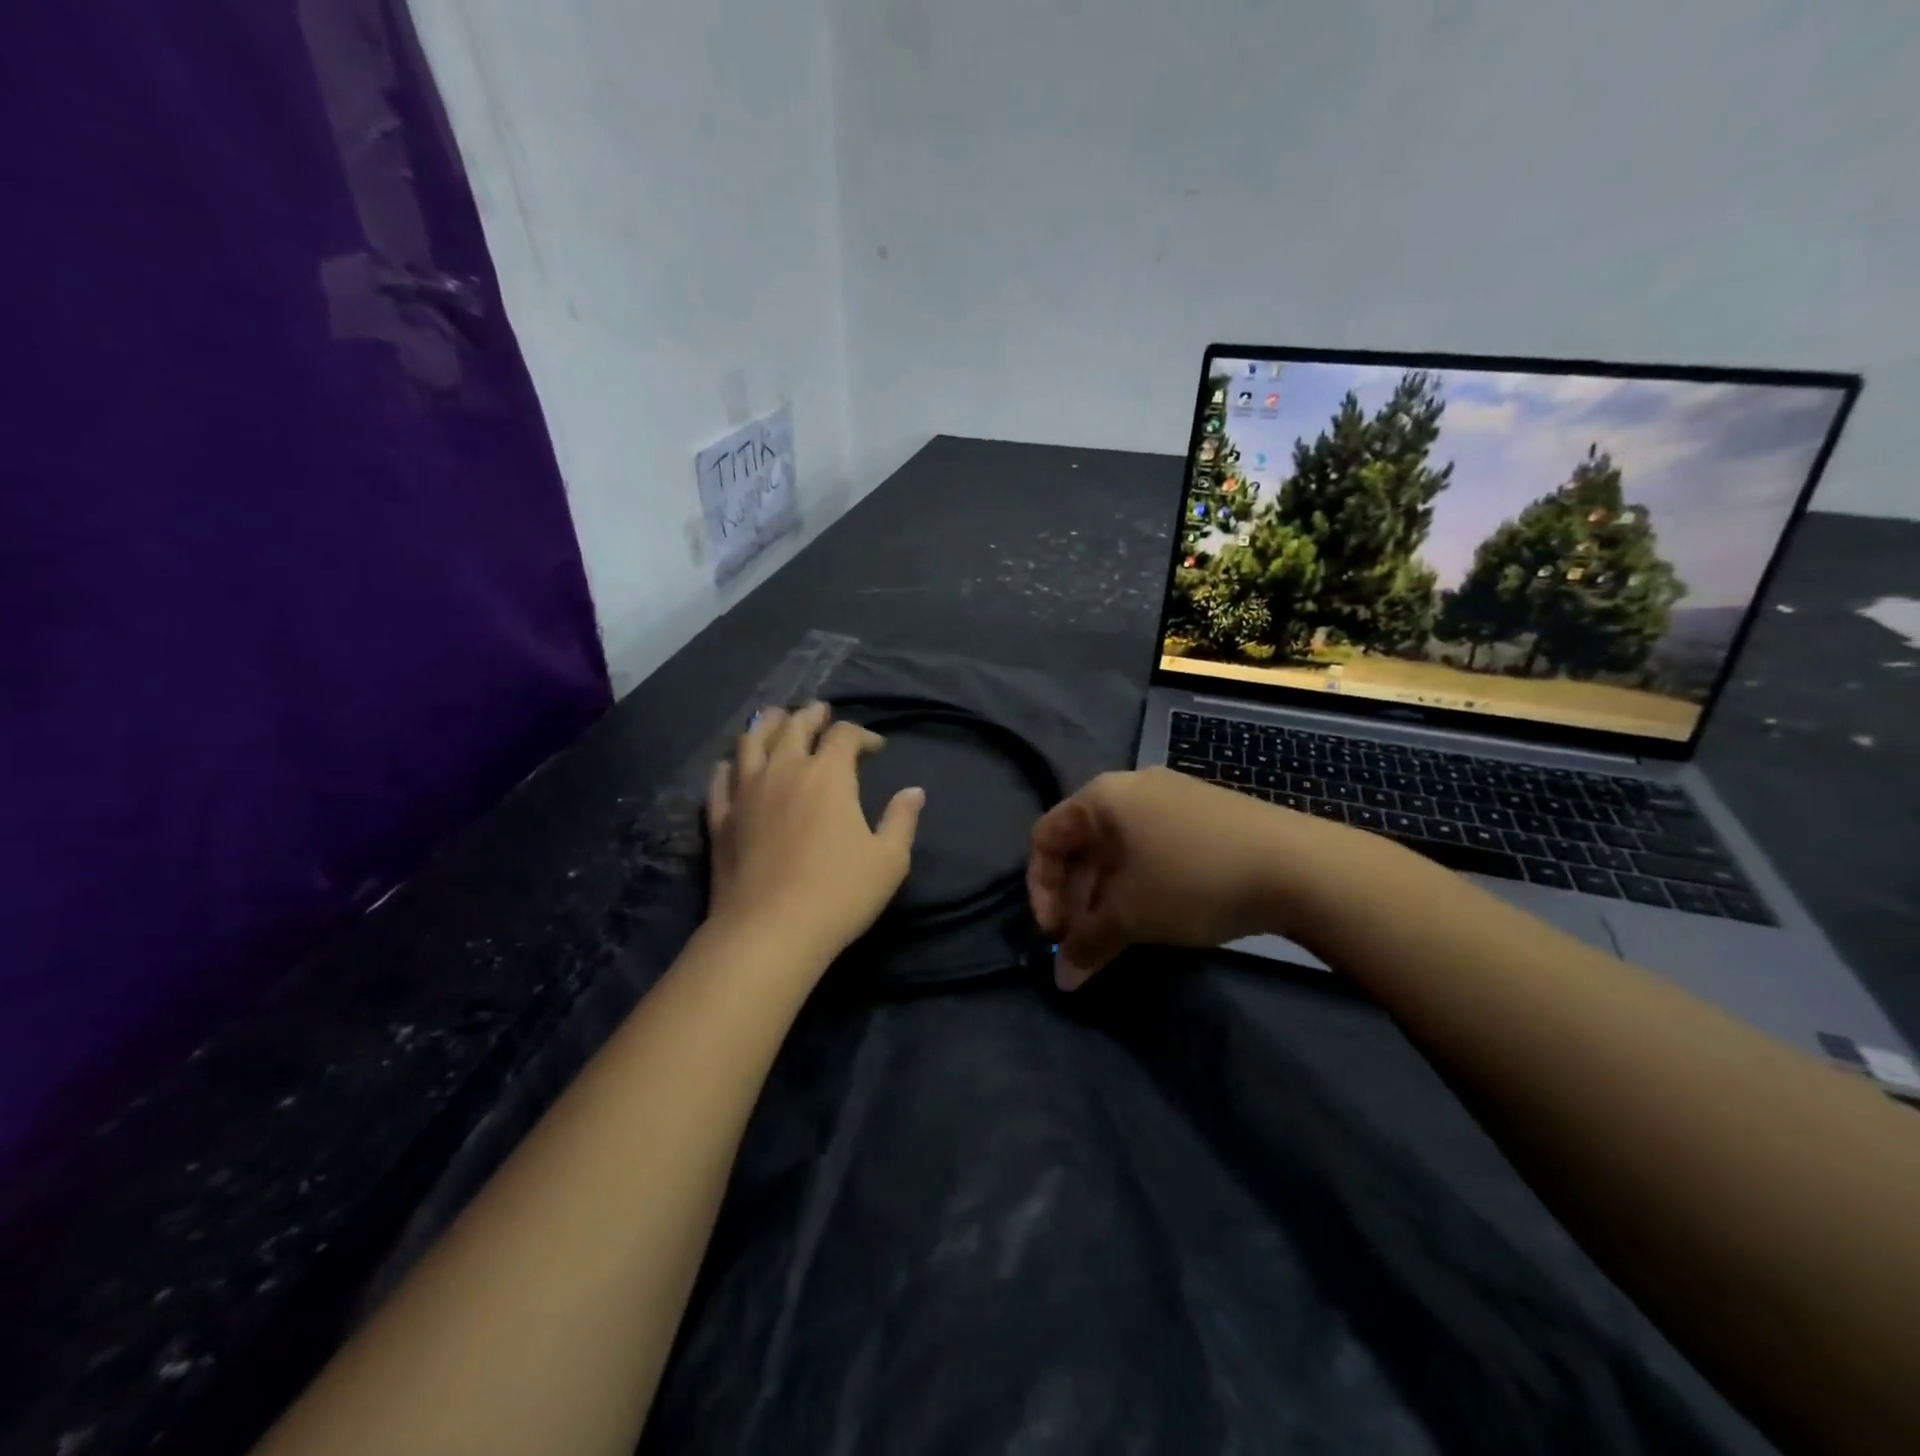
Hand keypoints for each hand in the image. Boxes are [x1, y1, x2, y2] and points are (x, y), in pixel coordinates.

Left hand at [706, 703, 924, 961]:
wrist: (770, 931)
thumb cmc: (839, 893)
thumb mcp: (889, 859)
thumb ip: (902, 819)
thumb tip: (914, 791)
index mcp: (828, 774)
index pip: (844, 735)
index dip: (862, 734)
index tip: (875, 747)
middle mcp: (784, 770)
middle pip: (793, 726)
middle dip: (811, 716)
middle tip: (820, 712)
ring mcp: (746, 792)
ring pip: (750, 741)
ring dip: (766, 724)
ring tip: (775, 718)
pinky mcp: (721, 818)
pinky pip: (720, 779)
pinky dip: (729, 765)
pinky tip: (732, 766)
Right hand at [1027, 767, 1341, 990]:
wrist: (1301, 866)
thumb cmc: (1193, 879)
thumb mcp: (1132, 916)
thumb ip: (1087, 944)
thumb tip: (1061, 980)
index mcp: (1103, 797)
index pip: (1046, 837)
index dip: (1040, 888)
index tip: (1055, 934)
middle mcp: (1132, 788)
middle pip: (1082, 844)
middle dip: (1076, 899)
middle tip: (1085, 945)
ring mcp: (1172, 799)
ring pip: (1118, 850)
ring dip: (1107, 897)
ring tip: (1118, 939)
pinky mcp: (1203, 817)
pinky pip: (1151, 848)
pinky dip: (1139, 884)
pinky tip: (1155, 917)